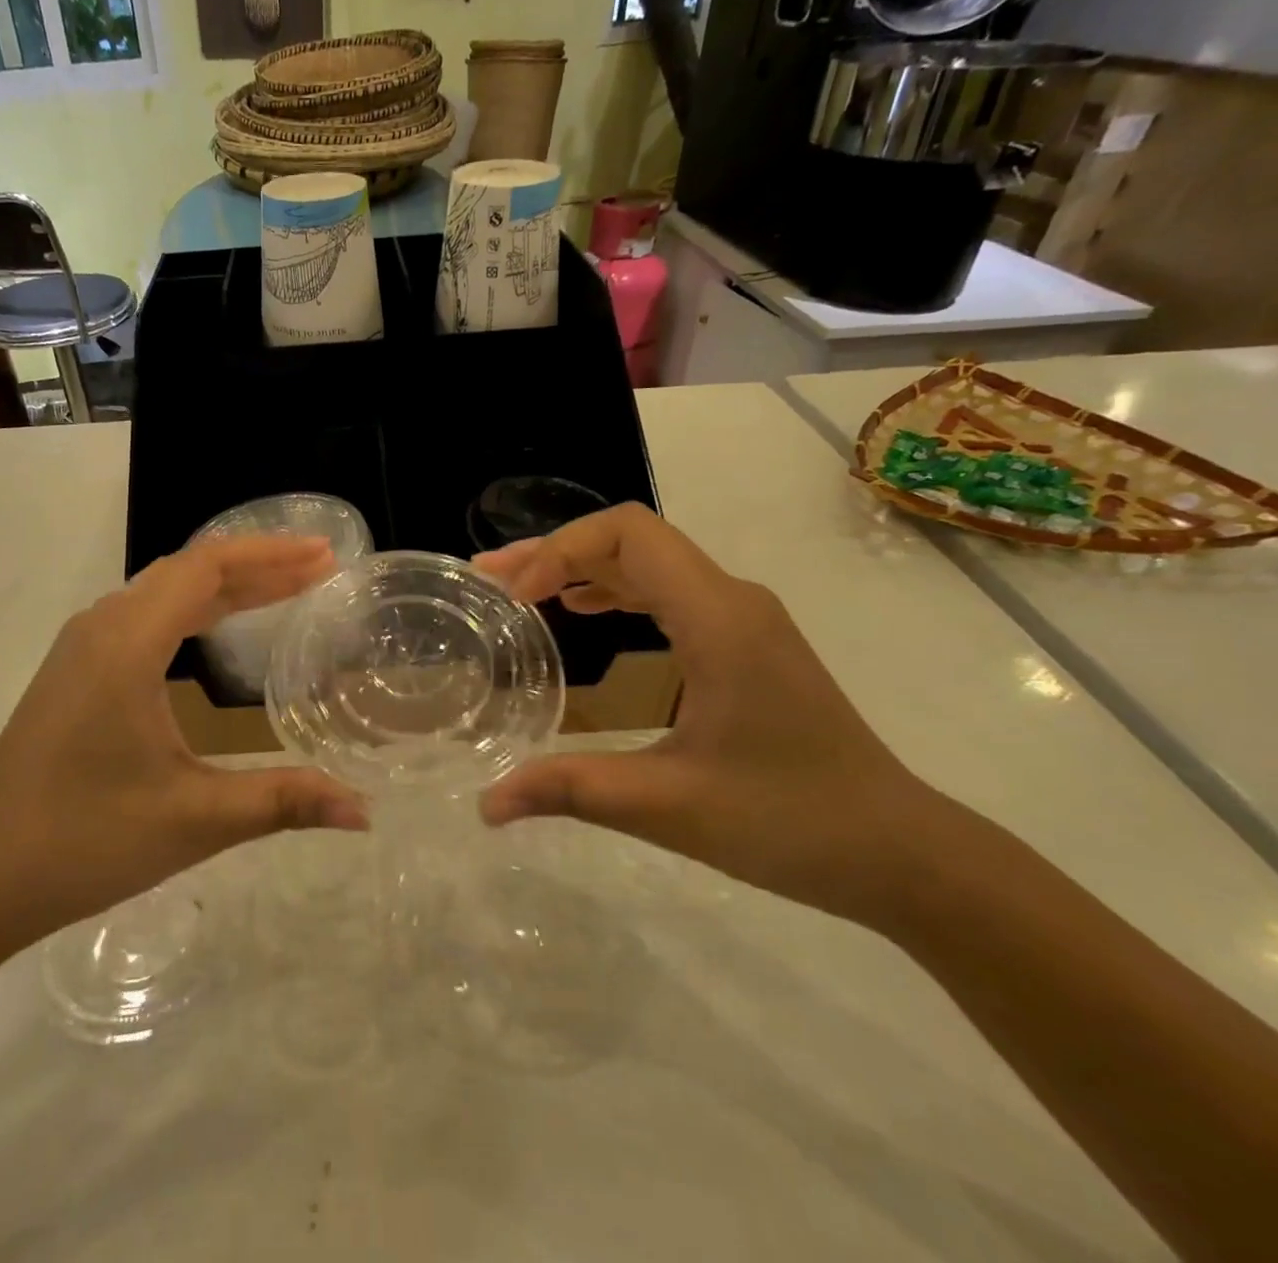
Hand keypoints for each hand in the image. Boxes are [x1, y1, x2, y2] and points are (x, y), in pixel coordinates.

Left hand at [0, 537, 367, 955]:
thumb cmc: (84, 839)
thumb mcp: (194, 819)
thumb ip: (283, 802)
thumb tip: (363, 810)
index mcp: (127, 642)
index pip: (208, 568)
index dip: (272, 556)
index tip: (325, 556)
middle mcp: (102, 627)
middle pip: (189, 571)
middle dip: (259, 565)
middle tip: (319, 567)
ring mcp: (83, 648)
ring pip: (164, 591)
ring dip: (226, 586)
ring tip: (283, 589)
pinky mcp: (75, 673)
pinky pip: (145, 616)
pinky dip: (193, 609)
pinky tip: (215, 631)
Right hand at [473, 504, 951, 923]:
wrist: (900, 852)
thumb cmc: (792, 821)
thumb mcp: (671, 807)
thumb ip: (572, 791)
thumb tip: (486, 803)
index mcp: (718, 619)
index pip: (628, 534)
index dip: (560, 550)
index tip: (516, 598)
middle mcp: (731, 599)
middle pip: (630, 539)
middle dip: (555, 552)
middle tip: (490, 579)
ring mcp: (742, 618)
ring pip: (648, 562)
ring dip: (581, 567)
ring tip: (520, 592)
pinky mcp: (743, 641)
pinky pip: (666, 590)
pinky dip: (612, 589)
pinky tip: (581, 612)